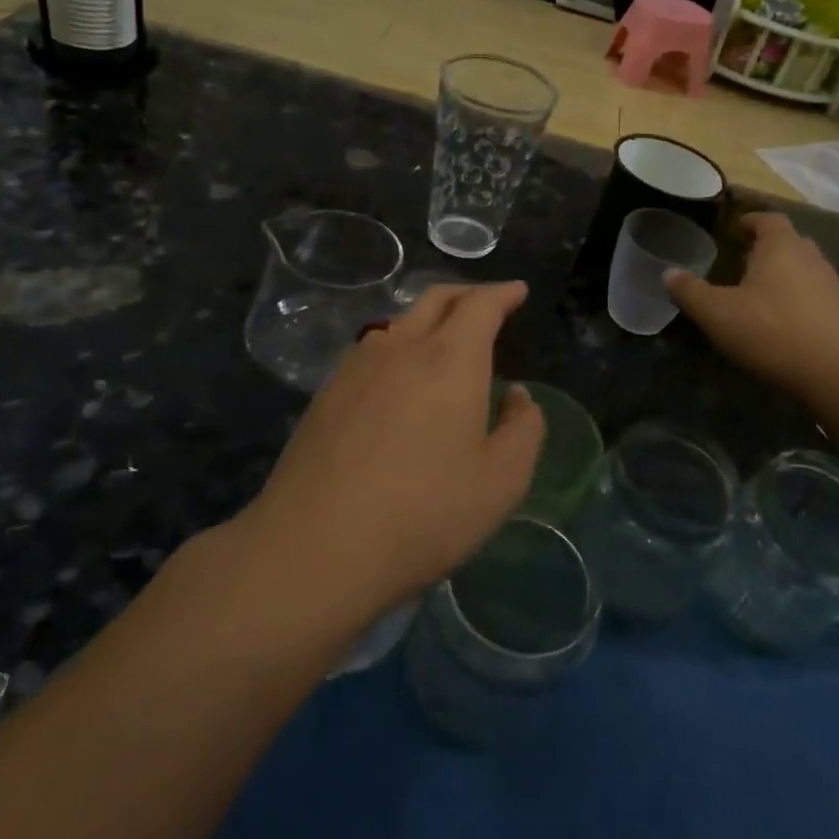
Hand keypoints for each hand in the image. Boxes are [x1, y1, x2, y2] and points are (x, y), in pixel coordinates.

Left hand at [244, 283, 545, 617]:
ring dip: (429, 319)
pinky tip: (398, 378)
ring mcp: (356, 368)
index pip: (480, 304)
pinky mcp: (326, 394)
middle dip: (467, 294)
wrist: (315, 546)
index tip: (518, 291)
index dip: (502, 294)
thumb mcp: (501, 481)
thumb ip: (523, 429)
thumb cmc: (423, 513)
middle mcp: (402, 348)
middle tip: (487, 304)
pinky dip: (398, 346)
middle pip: (436, 299)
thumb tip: (517, 395)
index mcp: (450, 359)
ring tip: (445, 341)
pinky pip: (372, 350)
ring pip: (399, 322)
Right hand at [666, 213, 838, 401]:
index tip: (737, 228)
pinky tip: (782, 321)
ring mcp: (831, 285)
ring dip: (783, 274)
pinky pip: (815, 294)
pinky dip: (797, 299)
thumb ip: (690, 292)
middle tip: (742, 261)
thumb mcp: (717, 314)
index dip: (751, 221)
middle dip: (766, 248)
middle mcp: (810, 257)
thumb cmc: (772, 331)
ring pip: (803, 268)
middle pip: (788, 242)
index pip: (768, 219)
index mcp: (780, 246)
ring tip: (759, 293)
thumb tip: (668, 273)